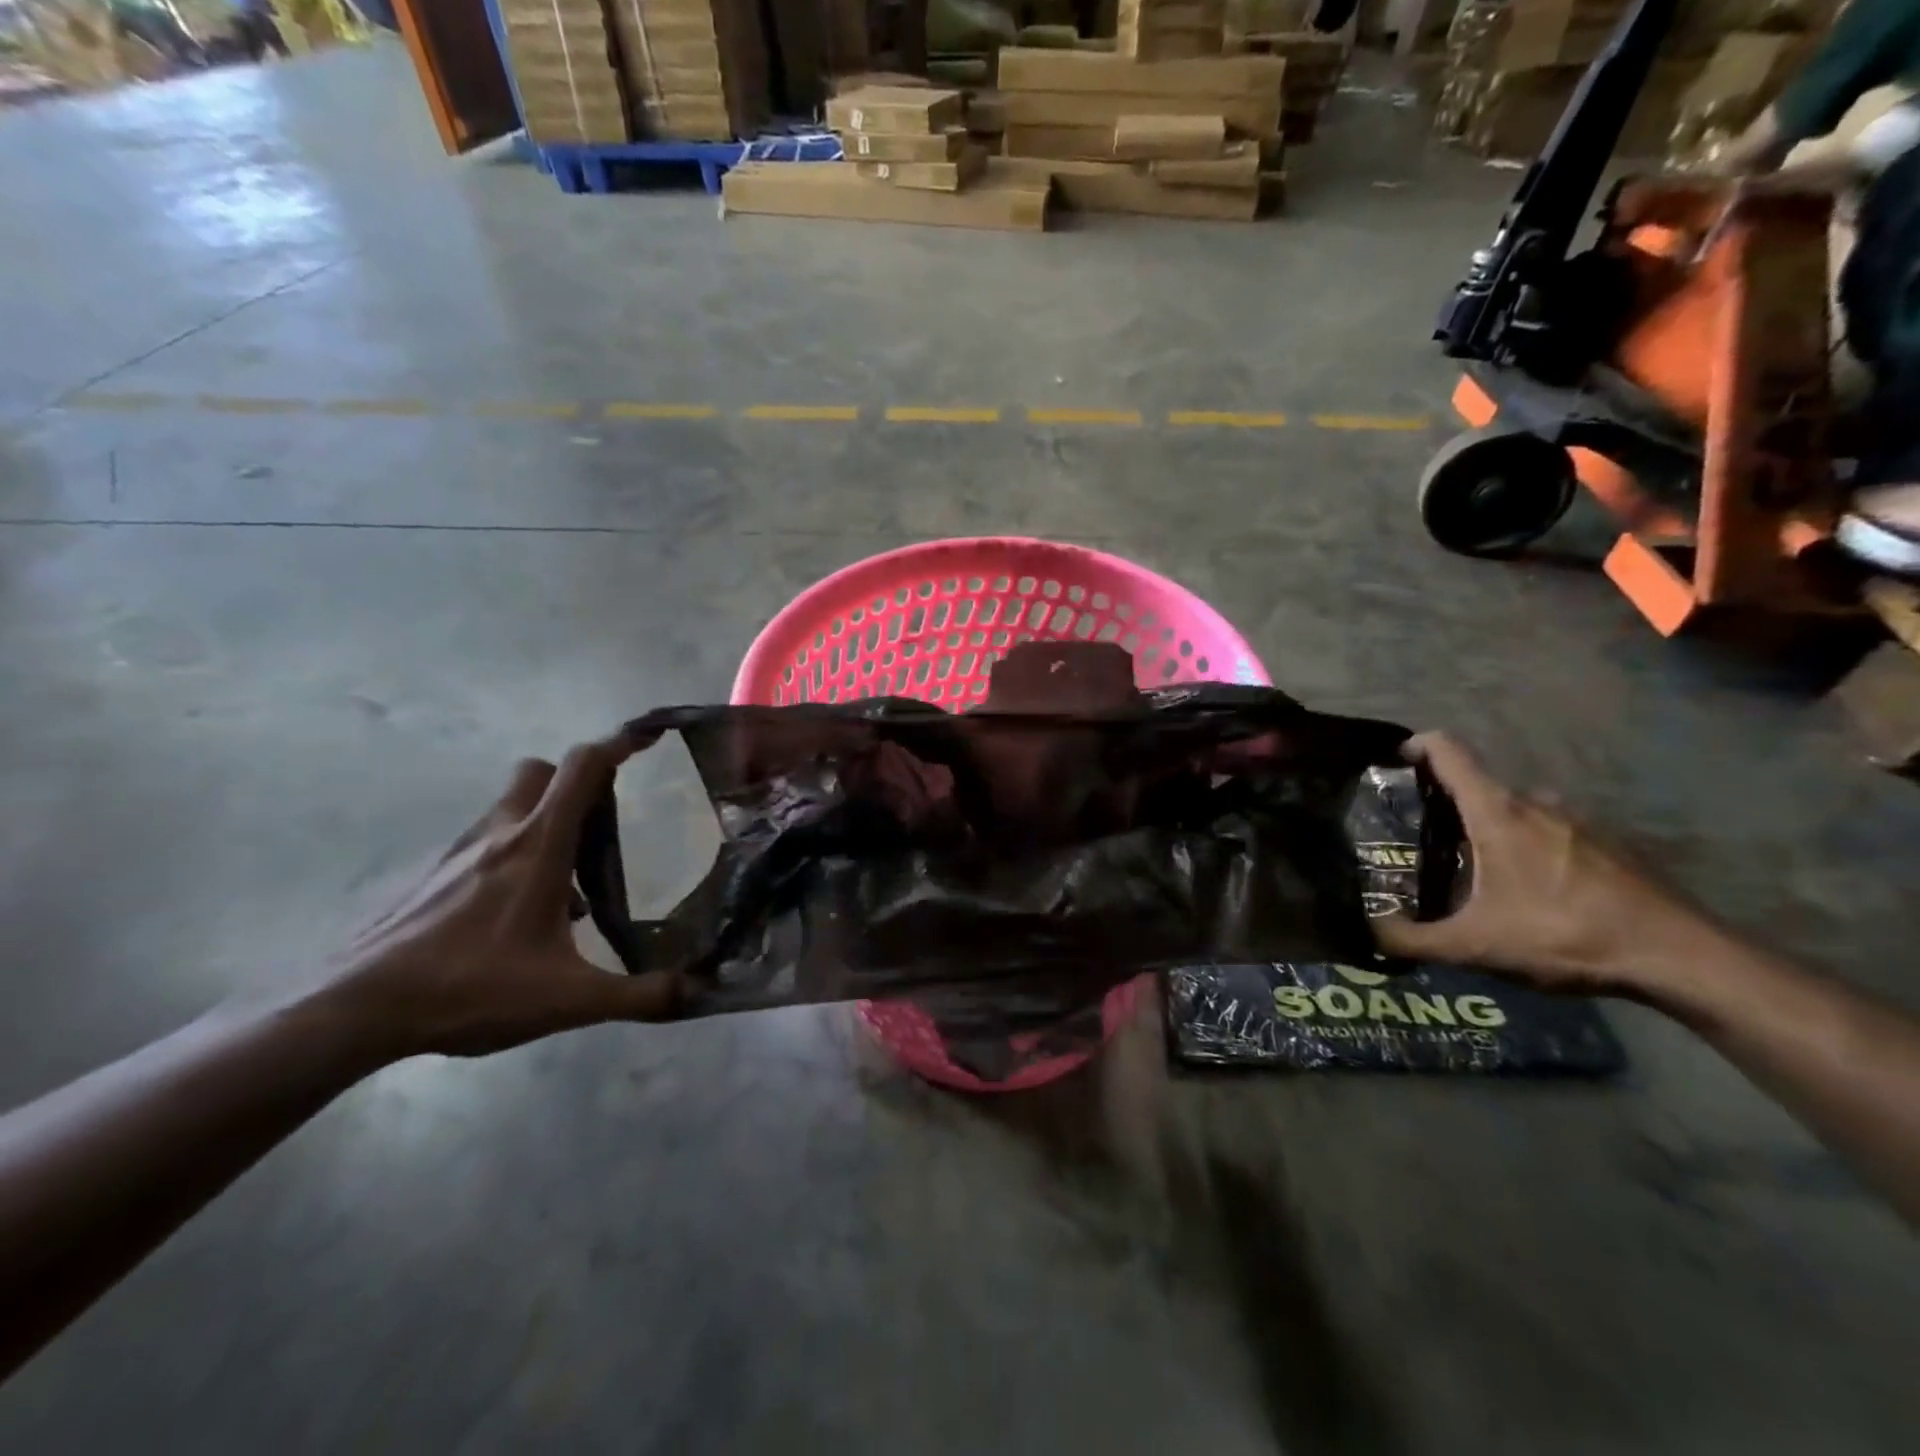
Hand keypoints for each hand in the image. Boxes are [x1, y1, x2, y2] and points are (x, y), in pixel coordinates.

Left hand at [324, 729, 686, 1058]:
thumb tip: (702, 992)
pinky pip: (488, 841)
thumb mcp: (568, 999)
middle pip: (543, 771)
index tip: (650, 738)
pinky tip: (522, 913)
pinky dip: (515, 853)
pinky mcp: (435, 875)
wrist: (354, 1011)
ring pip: (512, 805)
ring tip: (569, 880)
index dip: (619, 744)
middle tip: (603, 824)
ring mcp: (461, 851)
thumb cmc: (469, 989)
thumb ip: (640, 995)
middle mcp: (500, 833)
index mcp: (538, 845)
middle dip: (577, 781)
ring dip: (547, 820)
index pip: (583, 767)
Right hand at [1374, 733, 1712, 994]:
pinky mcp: (1608, 843)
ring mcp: (1577, 820)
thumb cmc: (1565, 935)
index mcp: (1496, 811)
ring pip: (1515, 811)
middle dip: (1443, 805)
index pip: (1448, 750)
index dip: (1415, 746)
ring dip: (1487, 829)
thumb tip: (1367, 933)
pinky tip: (1528, 891)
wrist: (1680, 957)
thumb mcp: (1475, 946)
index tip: (1391, 763)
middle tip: (1419, 840)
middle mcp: (1535, 802)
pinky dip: (1526, 847)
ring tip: (1470, 870)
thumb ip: (1412, 940)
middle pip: (1476, 785)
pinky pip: (1549, 831)